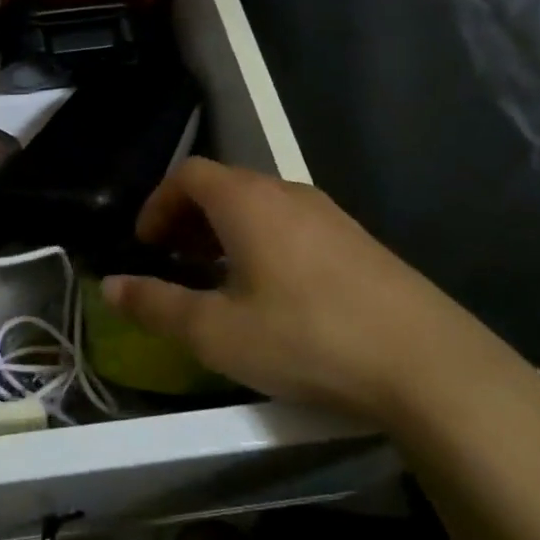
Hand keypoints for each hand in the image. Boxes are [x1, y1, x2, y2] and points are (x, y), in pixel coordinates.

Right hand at [102, 159, 521, 425]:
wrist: (429, 364)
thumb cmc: (307, 337)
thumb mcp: (216, 331)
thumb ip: (156, 305)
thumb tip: (110, 286)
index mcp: (248, 201)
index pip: (188, 174)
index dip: (158, 203)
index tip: (146, 244)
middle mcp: (287, 193)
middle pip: (224, 185)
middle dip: (188, 218)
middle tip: (174, 262)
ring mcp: (329, 215)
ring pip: (260, 206)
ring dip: (225, 232)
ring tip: (217, 280)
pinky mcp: (358, 242)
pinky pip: (292, 226)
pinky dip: (262, 243)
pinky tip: (272, 294)